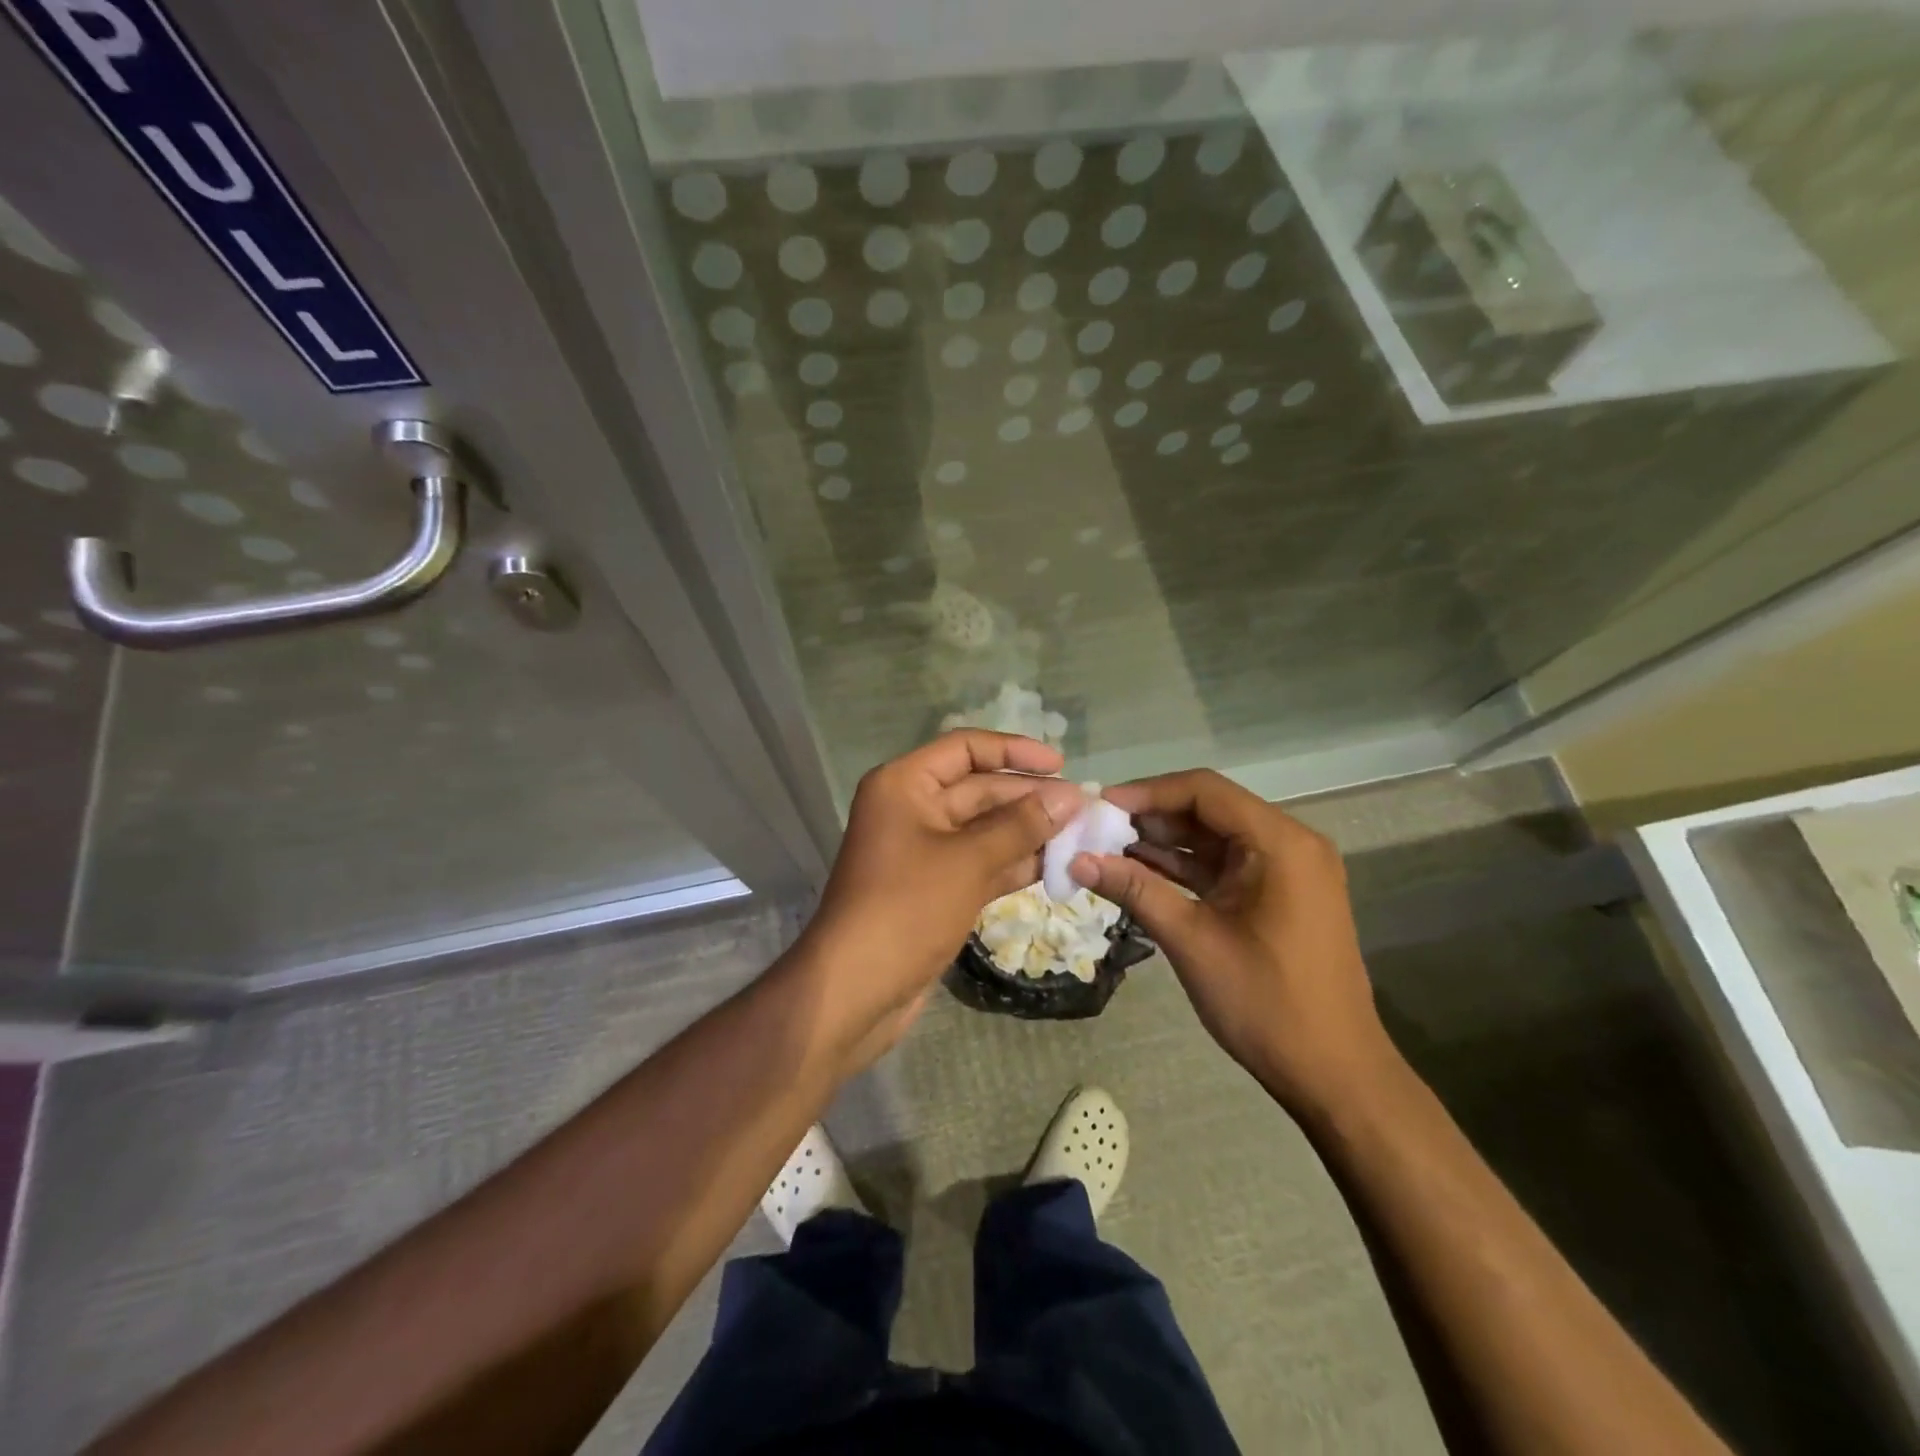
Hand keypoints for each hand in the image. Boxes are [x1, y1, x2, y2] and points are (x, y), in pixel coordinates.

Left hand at [796, 731, 1083, 1068]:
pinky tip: (1057, 866)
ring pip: (985, 829)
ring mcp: (924, 851)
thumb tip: (1070, 798)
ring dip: (1029, 832)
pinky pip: (981, 863)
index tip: (1061, 764)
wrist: (855, 991)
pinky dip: (1014, 864)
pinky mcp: (935, 888)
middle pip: (979, 789)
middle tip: (1085, 808)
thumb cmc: (907, 909)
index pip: (966, 747)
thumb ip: (1021, 825)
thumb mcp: (969, 861)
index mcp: (905, 785)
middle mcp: (912, 809)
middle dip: (1030, 797)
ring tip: (1082, 835)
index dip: (1014, 751)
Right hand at [1068, 769, 1400, 1117]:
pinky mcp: (1280, 895)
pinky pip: (1226, 866)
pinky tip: (1140, 871)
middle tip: (1097, 828)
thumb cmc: (1266, 1003)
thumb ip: (1135, 890)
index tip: (1100, 806)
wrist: (1334, 1075)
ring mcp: (1287, 870)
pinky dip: (1186, 867)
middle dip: (1152, 816)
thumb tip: (1077, 860)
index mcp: (1281, 843)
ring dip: (1165, 841)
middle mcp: (1290, 844)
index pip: (1205, 791)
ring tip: (1108, 848)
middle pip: (1210, 809)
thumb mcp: (1192, 941)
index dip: (1148, 792)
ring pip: (1215, 838)